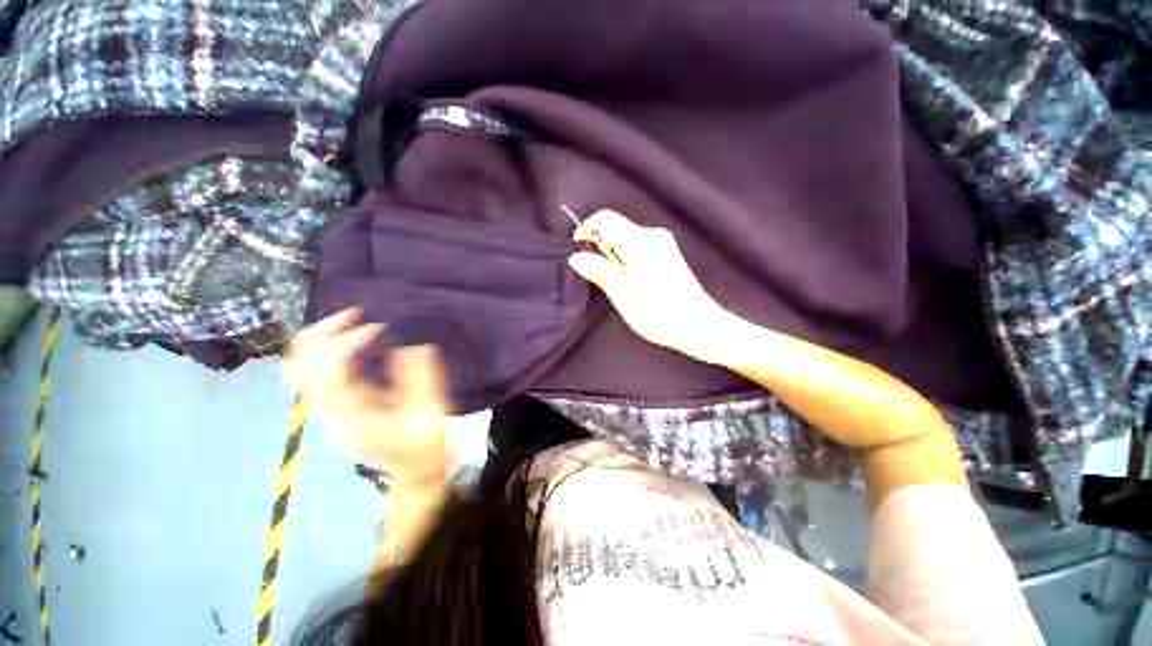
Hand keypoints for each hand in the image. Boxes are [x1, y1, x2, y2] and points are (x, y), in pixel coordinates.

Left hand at [282, 309, 452, 484]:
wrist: (413, 470)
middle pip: (301, 362)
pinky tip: (359, 336)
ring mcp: (331, 403)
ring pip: (305, 362)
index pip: (328, 368)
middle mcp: (328, 406)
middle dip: (325, 332)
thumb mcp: (427, 414)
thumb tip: (411, 345)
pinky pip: (323, 366)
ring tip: (355, 318)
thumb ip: (420, 379)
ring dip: (325, 335)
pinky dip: (334, 345)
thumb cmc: (422, 446)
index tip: (381, 329)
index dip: (349, 341)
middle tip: (357, 314)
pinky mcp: (343, 399)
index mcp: (347, 413)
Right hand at [568, 210, 730, 361]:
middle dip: (600, 247)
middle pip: (617, 228)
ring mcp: (664, 243)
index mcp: (640, 242)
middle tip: (596, 275)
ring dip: (614, 255)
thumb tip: (576, 257)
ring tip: (614, 283)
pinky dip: (627, 257)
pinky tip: (631, 280)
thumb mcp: (623, 296)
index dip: (587, 229)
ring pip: (627, 238)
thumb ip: (600, 272)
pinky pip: (639, 245)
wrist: (700, 326)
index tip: (579, 250)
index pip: (606, 218)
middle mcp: (653, 235)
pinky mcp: (669, 252)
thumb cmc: (658, 314)